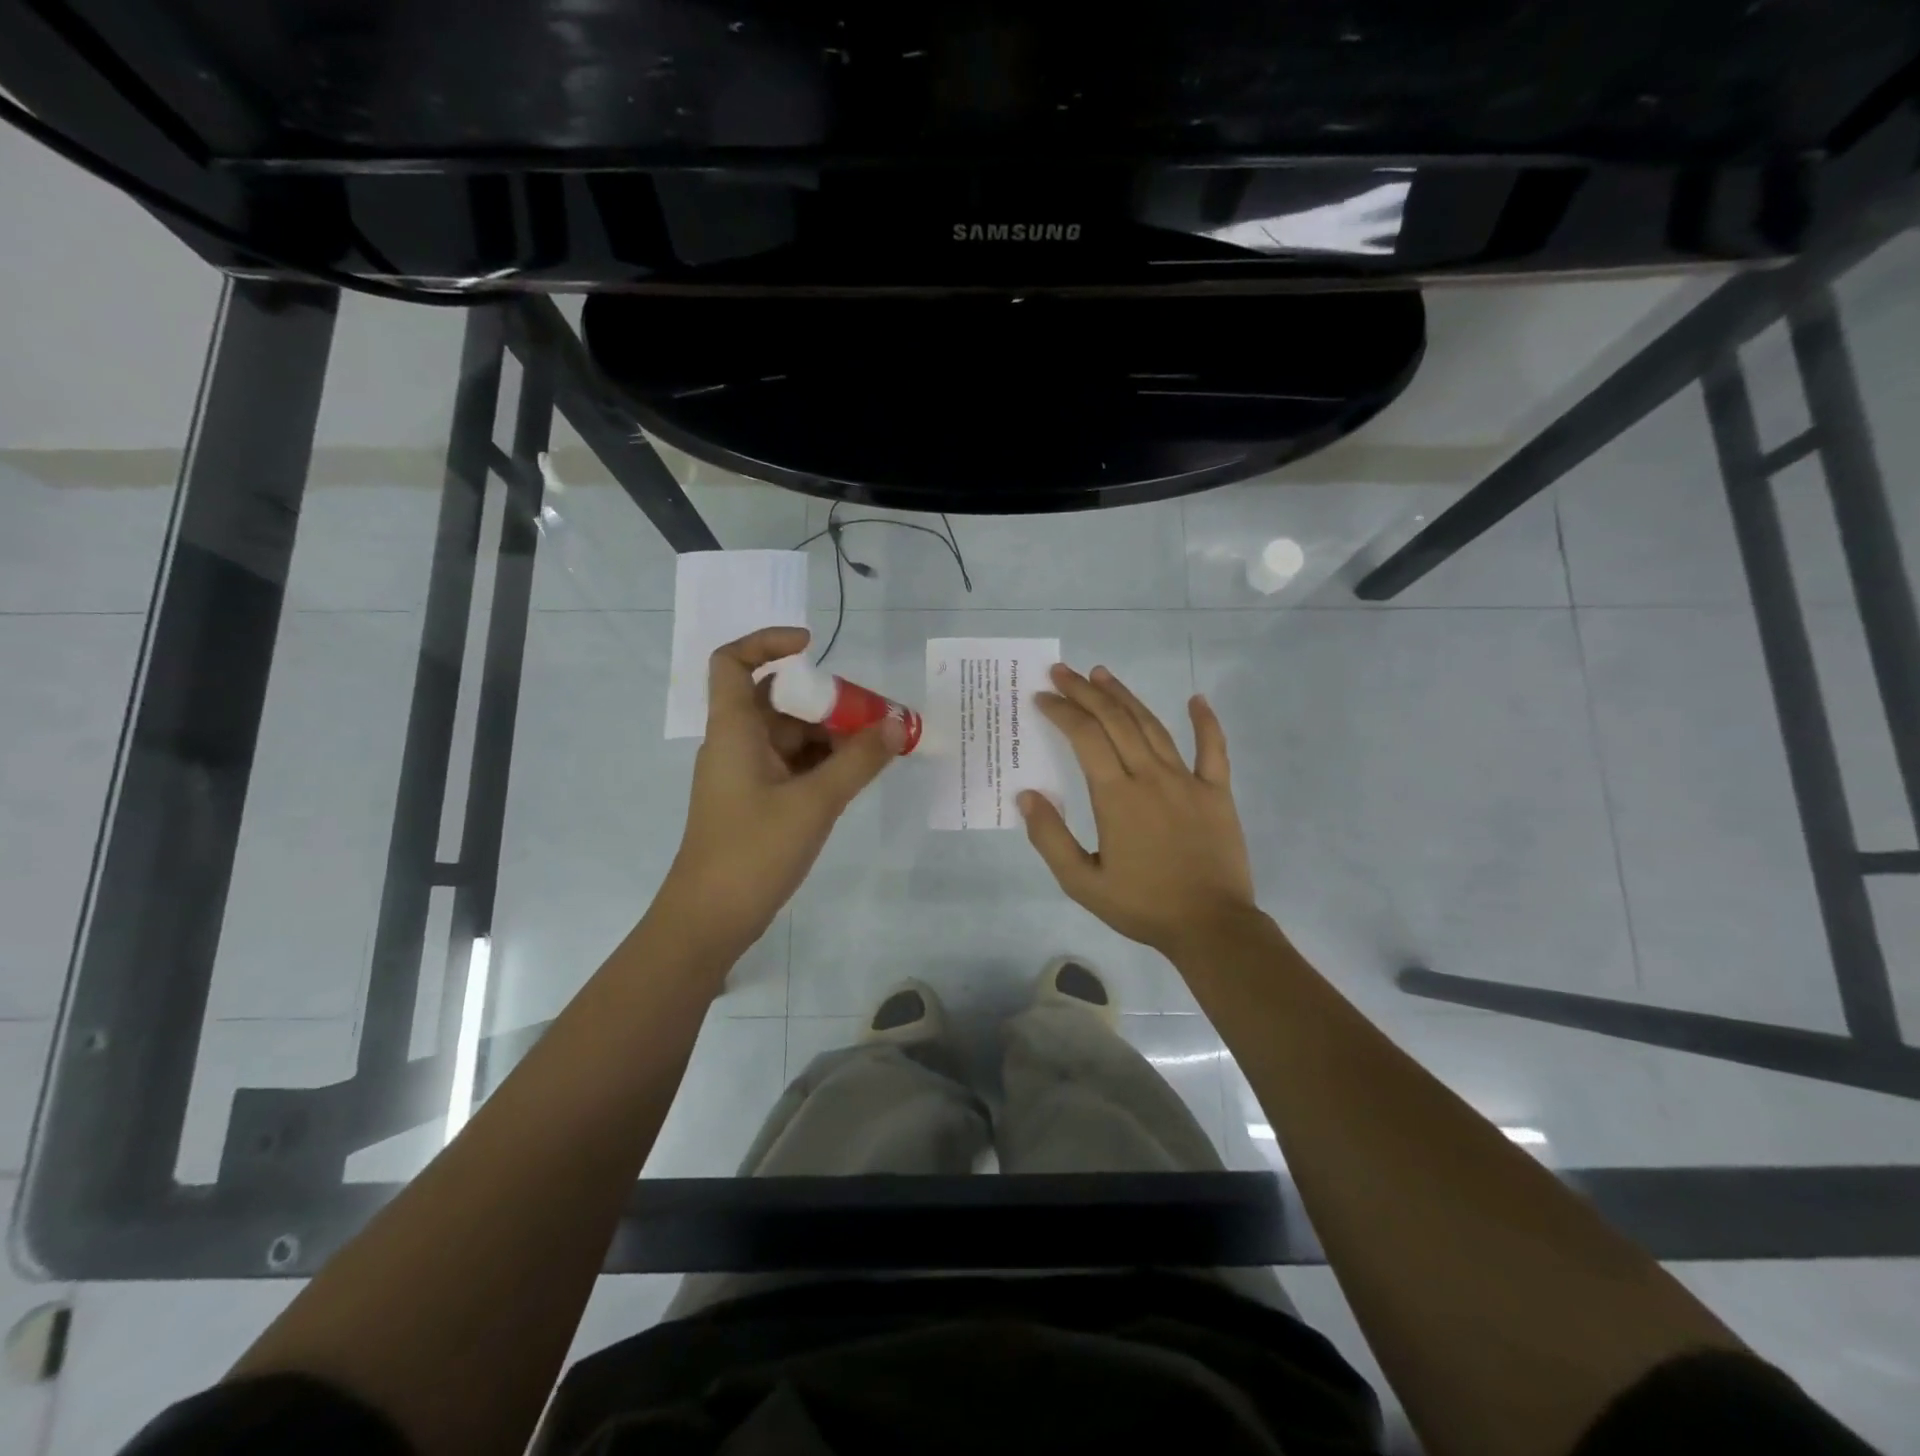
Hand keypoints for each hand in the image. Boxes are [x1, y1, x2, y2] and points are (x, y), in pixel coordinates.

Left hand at [661, 627, 904, 960]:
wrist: (710, 920)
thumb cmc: (753, 851)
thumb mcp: (815, 802)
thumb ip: (859, 761)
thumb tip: (899, 723)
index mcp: (734, 731)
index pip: (733, 663)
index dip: (767, 642)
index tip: (813, 646)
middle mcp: (736, 744)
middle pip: (777, 700)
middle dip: (825, 700)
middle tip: (873, 713)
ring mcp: (747, 775)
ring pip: (790, 736)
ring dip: (830, 735)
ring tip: (878, 747)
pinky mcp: (758, 802)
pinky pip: (793, 766)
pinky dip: (823, 763)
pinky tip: (857, 774)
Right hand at [1020, 663, 1258, 955]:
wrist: (1211, 926)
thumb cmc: (1143, 906)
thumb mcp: (1082, 883)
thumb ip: (1050, 838)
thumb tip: (1027, 795)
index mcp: (1116, 796)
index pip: (1084, 737)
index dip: (1061, 711)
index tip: (1042, 697)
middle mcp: (1150, 776)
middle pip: (1115, 720)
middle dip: (1085, 692)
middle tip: (1063, 672)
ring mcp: (1187, 780)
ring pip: (1153, 726)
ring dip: (1125, 697)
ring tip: (1103, 675)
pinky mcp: (1217, 792)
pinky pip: (1213, 748)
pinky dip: (1205, 721)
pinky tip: (1196, 698)